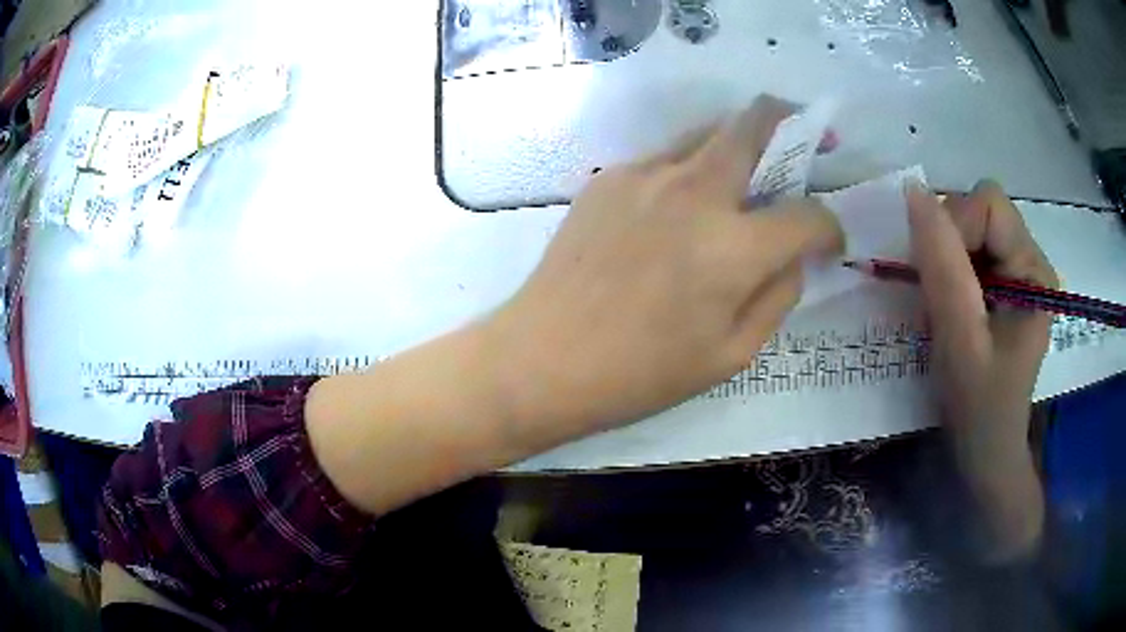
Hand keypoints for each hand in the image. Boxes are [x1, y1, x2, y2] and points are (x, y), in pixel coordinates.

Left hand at [488, 96, 843, 441]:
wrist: (543, 358)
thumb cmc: (640, 373)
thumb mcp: (731, 355)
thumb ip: (777, 296)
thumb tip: (793, 257)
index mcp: (734, 248)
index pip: (808, 214)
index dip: (829, 227)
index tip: (828, 242)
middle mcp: (694, 193)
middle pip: (753, 124)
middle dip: (791, 122)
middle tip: (808, 134)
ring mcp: (645, 176)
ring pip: (707, 131)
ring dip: (740, 140)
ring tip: (748, 168)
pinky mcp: (608, 178)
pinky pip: (665, 159)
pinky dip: (690, 170)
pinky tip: (679, 207)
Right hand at [907, 179, 1056, 560]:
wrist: (986, 451)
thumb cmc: (978, 407)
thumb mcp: (960, 340)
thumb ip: (942, 267)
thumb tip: (913, 194)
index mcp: (1035, 271)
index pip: (990, 205)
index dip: (955, 228)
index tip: (938, 278)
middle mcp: (1032, 260)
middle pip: (980, 210)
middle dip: (949, 244)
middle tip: (940, 297)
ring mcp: (1020, 271)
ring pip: (971, 228)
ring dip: (946, 258)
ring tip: (944, 306)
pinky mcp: (1005, 284)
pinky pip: (970, 250)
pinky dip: (949, 269)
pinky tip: (950, 305)